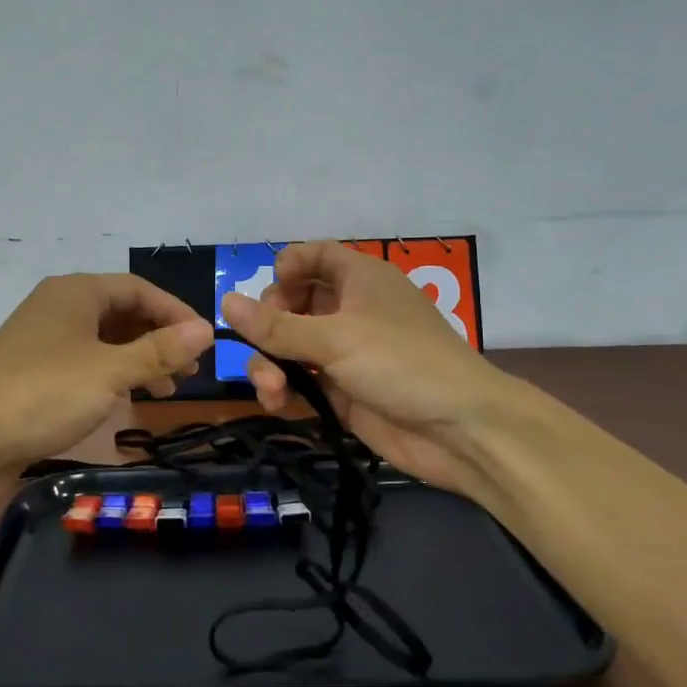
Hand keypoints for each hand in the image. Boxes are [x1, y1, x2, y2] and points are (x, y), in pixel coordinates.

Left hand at [0, 274, 212, 501]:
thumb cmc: (43, 395)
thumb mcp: (110, 372)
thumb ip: (159, 350)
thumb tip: (206, 329)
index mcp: (74, 294)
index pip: (138, 289)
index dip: (175, 312)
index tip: (204, 342)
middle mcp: (58, 310)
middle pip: (122, 313)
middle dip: (159, 338)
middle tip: (190, 370)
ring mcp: (44, 344)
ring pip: (104, 342)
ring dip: (139, 360)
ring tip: (167, 389)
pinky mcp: (35, 376)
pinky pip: (86, 366)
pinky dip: (113, 378)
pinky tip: (128, 400)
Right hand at [221, 241, 518, 497]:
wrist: (461, 430)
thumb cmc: (402, 363)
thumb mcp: (336, 338)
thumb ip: (277, 326)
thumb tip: (225, 302)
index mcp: (359, 279)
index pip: (315, 256)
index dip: (287, 266)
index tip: (267, 291)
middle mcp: (351, 310)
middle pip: (293, 302)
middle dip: (268, 326)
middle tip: (263, 347)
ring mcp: (346, 352)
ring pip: (291, 346)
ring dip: (270, 364)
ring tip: (270, 389)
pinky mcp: (342, 390)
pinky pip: (301, 380)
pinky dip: (284, 389)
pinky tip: (277, 403)